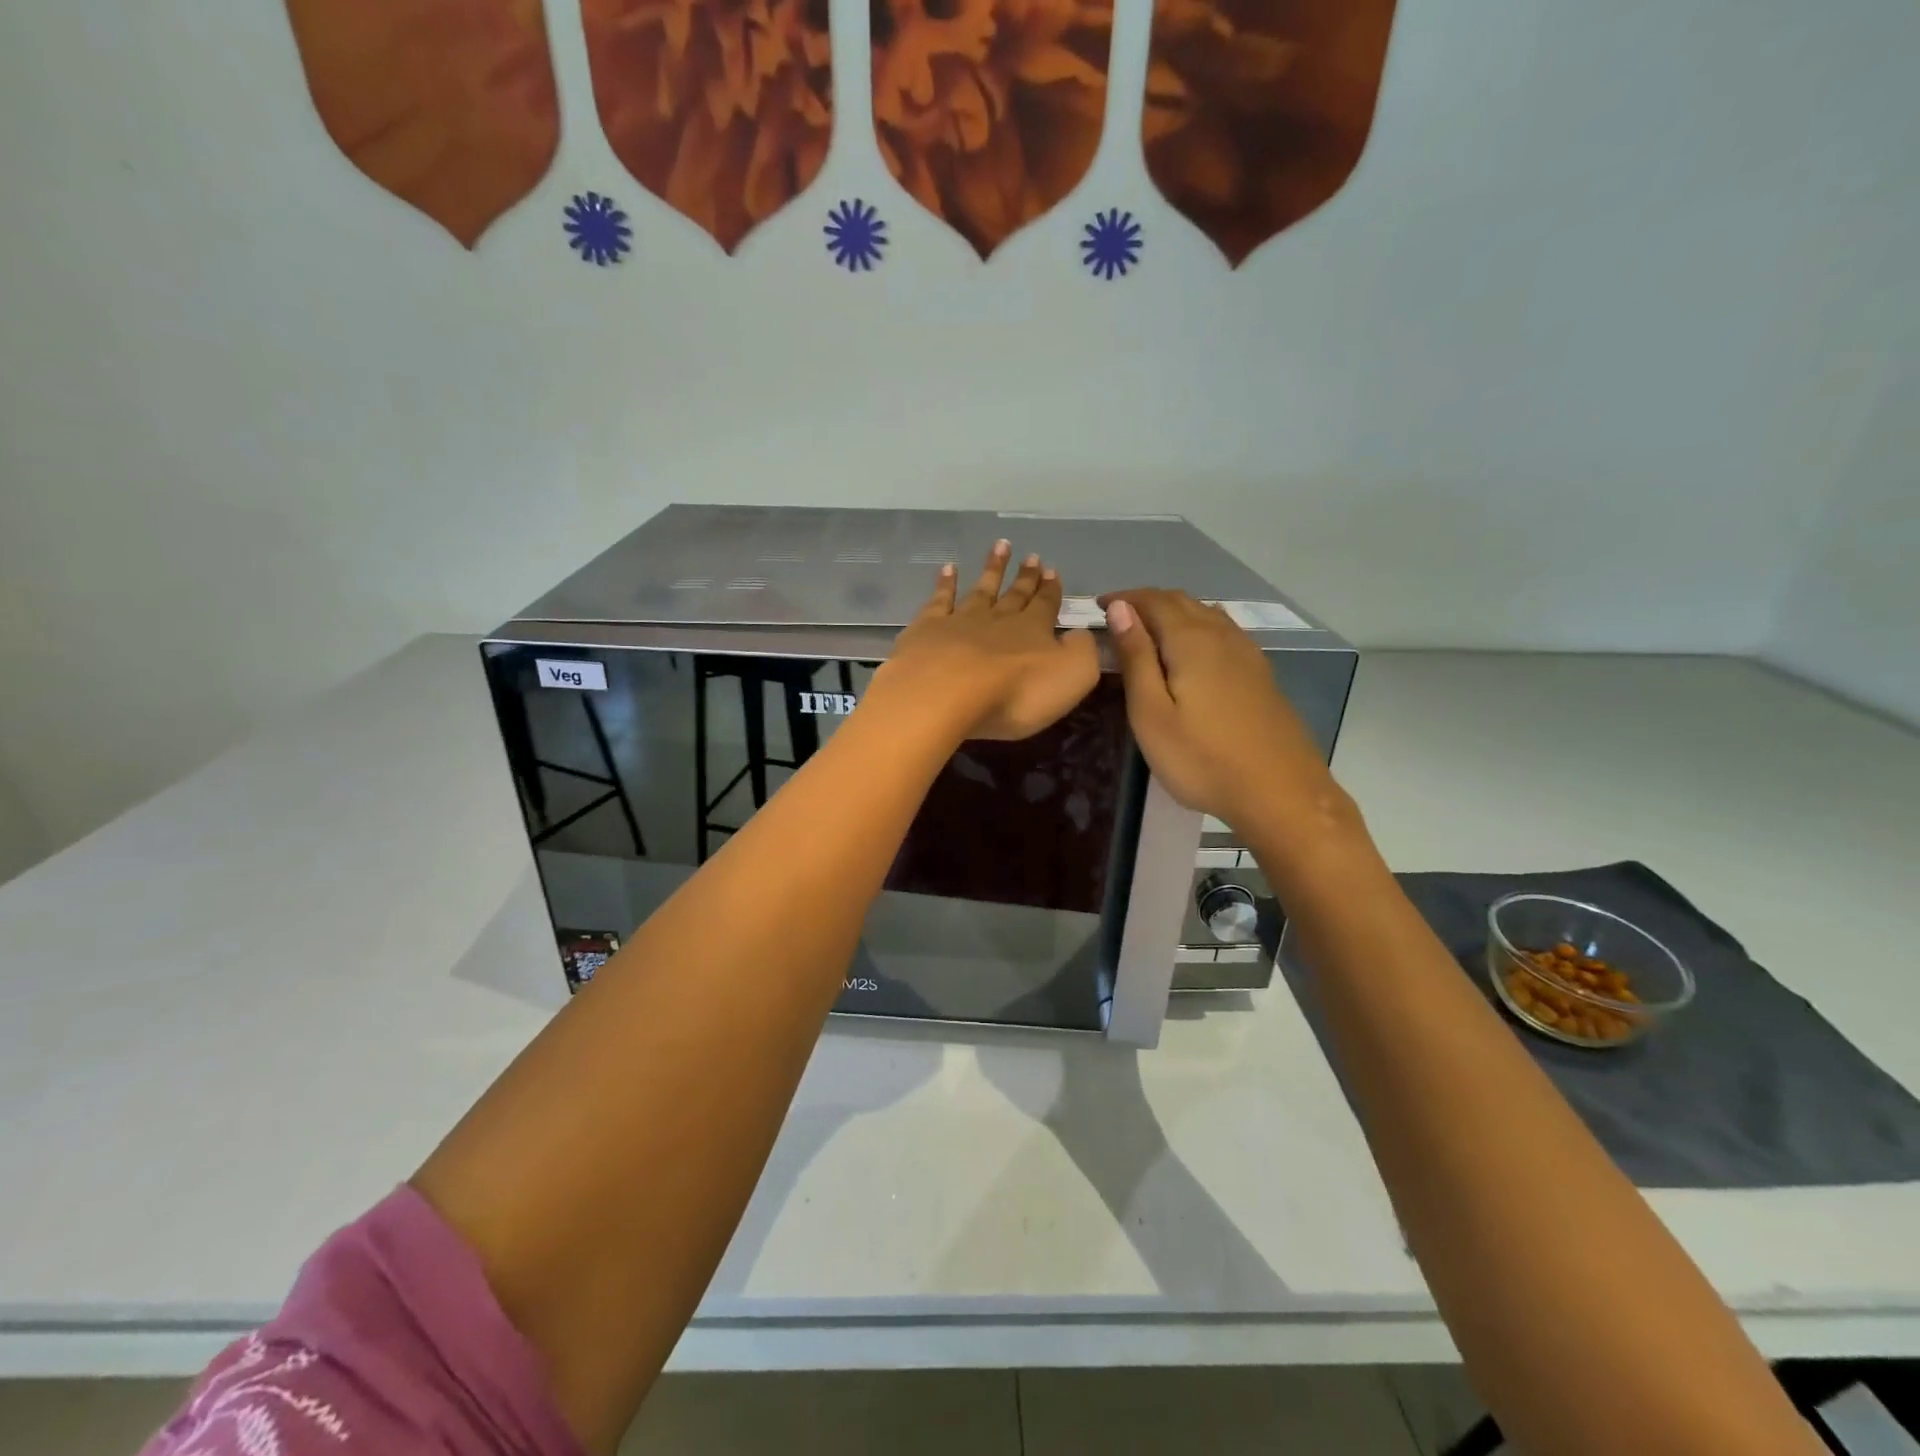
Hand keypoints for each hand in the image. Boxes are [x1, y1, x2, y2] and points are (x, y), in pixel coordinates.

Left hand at [872, 541, 1099, 741]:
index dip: (1051, 590)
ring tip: (1000, 546)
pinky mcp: (928, 629)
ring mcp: (961, 621)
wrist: (946, 694)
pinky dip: (946, 583)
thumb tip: (1080, 635)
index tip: (1053, 571)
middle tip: (1032, 556)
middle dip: (1026, 577)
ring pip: (981, 590)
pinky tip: (948, 569)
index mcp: (1034, 631)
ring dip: (992, 569)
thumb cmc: (1015, 693)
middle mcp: (999, 620)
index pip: (1046, 606)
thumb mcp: (1072, 676)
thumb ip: (1081, 652)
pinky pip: (940, 600)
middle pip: (1015, 595)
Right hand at [1100, 589, 1347, 832]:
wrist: (1279, 792)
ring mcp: (1247, 653)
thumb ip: (1136, 657)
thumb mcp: (1151, 713)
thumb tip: (1120, 609)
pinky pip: (1223, 632)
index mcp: (1191, 640)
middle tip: (1118, 617)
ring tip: (1149, 631)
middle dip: (1147, 602)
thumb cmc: (1202, 758)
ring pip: (1206, 614)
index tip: (1098, 607)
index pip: (1153, 601)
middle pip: (1182, 602)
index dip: (1125, 598)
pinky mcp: (1260, 673)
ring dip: (1174, 613)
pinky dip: (1197, 628)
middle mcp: (1222, 635)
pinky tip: (1192, 651)